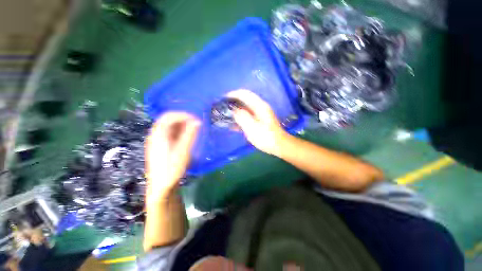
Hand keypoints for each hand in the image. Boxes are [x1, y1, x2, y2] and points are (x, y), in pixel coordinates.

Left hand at [145, 112, 199, 200]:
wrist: (161, 186)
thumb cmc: (172, 169)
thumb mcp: (183, 151)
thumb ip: (189, 135)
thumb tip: (197, 121)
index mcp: (158, 135)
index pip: (169, 116)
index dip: (183, 115)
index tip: (196, 119)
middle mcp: (155, 135)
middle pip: (168, 120)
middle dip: (183, 119)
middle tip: (196, 123)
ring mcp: (157, 141)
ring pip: (169, 126)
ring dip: (182, 125)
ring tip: (193, 129)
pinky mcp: (161, 146)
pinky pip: (170, 133)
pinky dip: (179, 131)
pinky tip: (186, 137)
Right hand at [228, 89, 288, 155]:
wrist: (279, 146)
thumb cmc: (265, 137)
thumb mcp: (252, 127)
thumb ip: (242, 117)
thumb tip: (234, 110)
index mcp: (259, 106)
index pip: (245, 94)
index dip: (234, 94)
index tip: (224, 99)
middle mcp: (260, 107)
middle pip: (245, 100)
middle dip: (234, 102)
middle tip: (223, 108)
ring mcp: (260, 114)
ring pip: (246, 108)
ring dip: (236, 110)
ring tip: (226, 115)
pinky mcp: (260, 121)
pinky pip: (248, 116)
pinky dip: (241, 118)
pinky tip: (234, 124)